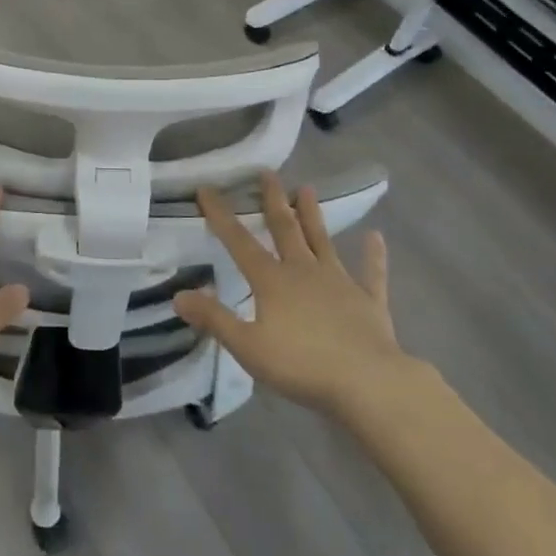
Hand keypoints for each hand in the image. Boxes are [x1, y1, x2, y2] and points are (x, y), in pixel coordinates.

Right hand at [173, 172, 421, 418]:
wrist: (369, 382)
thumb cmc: (302, 365)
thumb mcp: (248, 347)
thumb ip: (214, 319)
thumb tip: (179, 295)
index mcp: (272, 281)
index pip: (239, 242)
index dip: (221, 215)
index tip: (207, 189)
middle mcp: (304, 271)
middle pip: (285, 229)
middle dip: (273, 201)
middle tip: (268, 173)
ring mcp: (339, 282)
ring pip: (322, 241)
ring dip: (313, 216)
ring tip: (307, 188)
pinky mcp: (369, 301)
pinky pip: (371, 273)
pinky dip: (373, 255)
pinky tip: (376, 237)